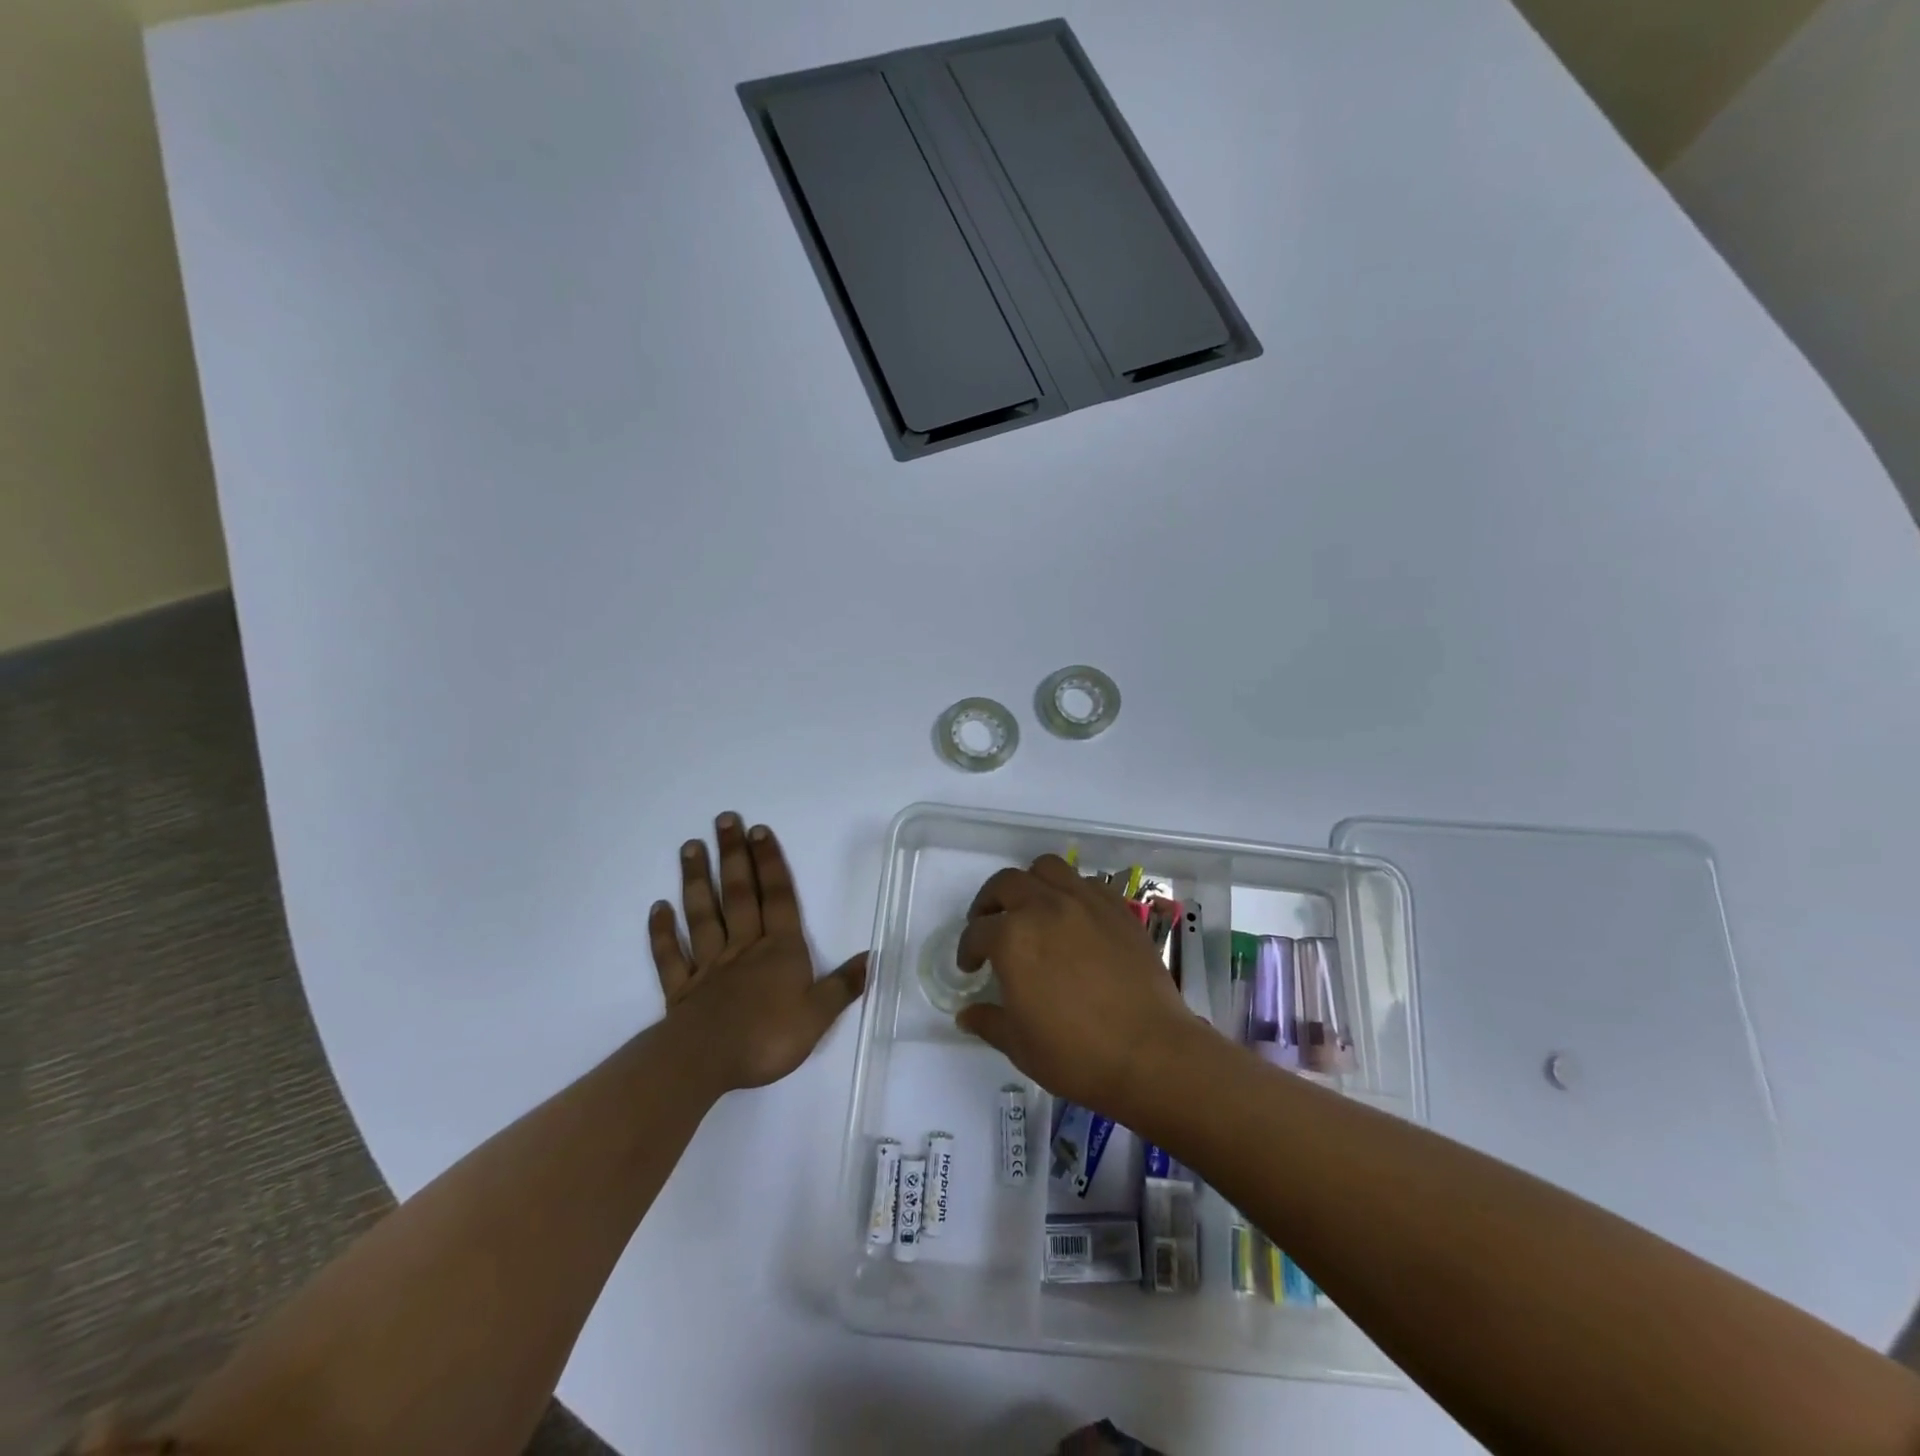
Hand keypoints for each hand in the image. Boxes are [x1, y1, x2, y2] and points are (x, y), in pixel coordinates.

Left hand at [649, 813, 866, 1091]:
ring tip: (690, 848)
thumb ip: (844, 985)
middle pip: (738, 895)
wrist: (706, 1063)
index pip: (777, 898)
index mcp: (779, 950)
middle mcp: (744, 948)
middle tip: (724, 820)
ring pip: (703, 915)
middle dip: (733, 856)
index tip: (759, 831)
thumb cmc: (768, 1037)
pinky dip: (663, 932)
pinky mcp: (681, 990)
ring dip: (696, 880)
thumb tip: (874, 957)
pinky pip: (671, 956)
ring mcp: (709, 967)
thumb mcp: (818, 1015)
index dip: (770, 864)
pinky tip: (658, 908)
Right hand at [955, 855, 1199, 1114]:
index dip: (967, 950)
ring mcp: (1085, 902)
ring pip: (1048, 868)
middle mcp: (1045, 907)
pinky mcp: (1118, 909)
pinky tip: (1074, 919)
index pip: (977, 932)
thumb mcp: (1020, 1045)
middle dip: (990, 903)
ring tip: (1032, 909)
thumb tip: (967, 1014)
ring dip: (1030, 883)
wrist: (1151, 1054)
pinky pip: (1087, 883)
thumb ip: (989, 1021)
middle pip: (1006, 884)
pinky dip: (1071, 892)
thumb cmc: (1076, 1055)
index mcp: (1013, 938)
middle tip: (990, 927)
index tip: (971, 967)